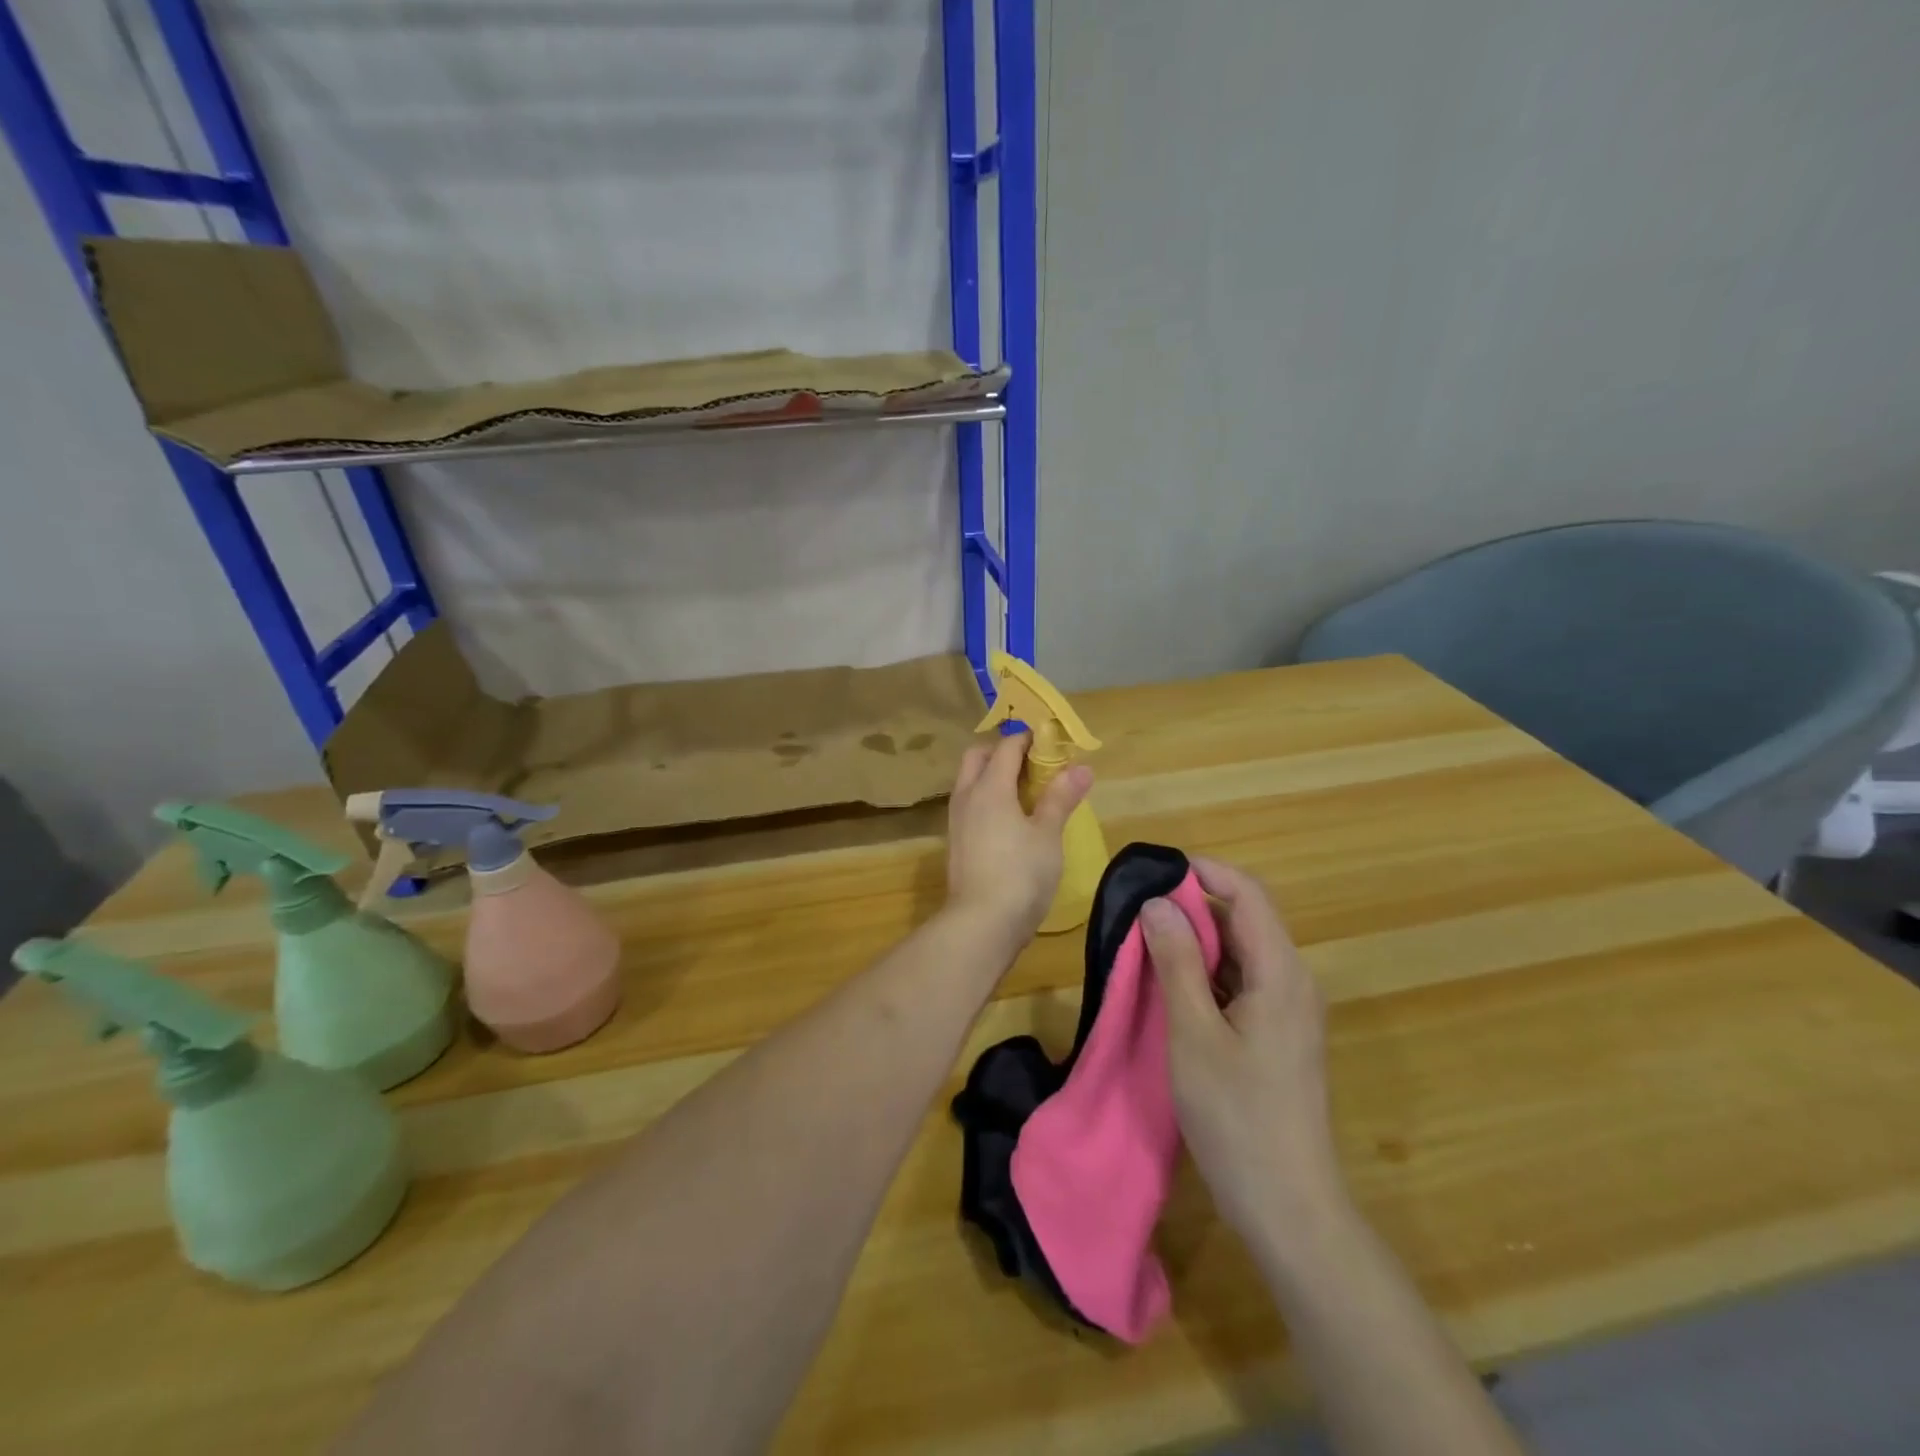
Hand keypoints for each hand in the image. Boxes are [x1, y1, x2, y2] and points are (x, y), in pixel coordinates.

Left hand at [945, 732, 1092, 944]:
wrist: (980, 924)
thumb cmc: (1020, 874)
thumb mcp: (1048, 835)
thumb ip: (1061, 798)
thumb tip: (1080, 767)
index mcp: (989, 787)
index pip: (1006, 746)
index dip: (1029, 738)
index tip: (1053, 742)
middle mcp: (967, 796)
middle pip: (977, 756)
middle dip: (1002, 751)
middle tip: (1034, 764)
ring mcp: (957, 820)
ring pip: (970, 781)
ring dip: (992, 775)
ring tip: (1026, 792)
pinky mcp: (956, 842)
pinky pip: (970, 805)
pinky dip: (987, 799)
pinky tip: (1010, 820)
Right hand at [1141, 857, 1344, 1245]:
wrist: (1288, 1206)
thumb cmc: (1237, 1116)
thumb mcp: (1194, 1034)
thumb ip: (1177, 962)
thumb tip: (1157, 902)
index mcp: (1280, 972)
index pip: (1247, 893)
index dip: (1203, 871)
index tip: (1153, 872)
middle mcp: (1292, 981)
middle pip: (1244, 919)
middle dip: (1191, 907)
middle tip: (1137, 914)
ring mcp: (1288, 1011)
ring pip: (1239, 952)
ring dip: (1195, 943)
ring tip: (1144, 947)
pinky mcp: (1277, 1035)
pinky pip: (1240, 983)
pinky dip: (1205, 975)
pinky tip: (1169, 990)